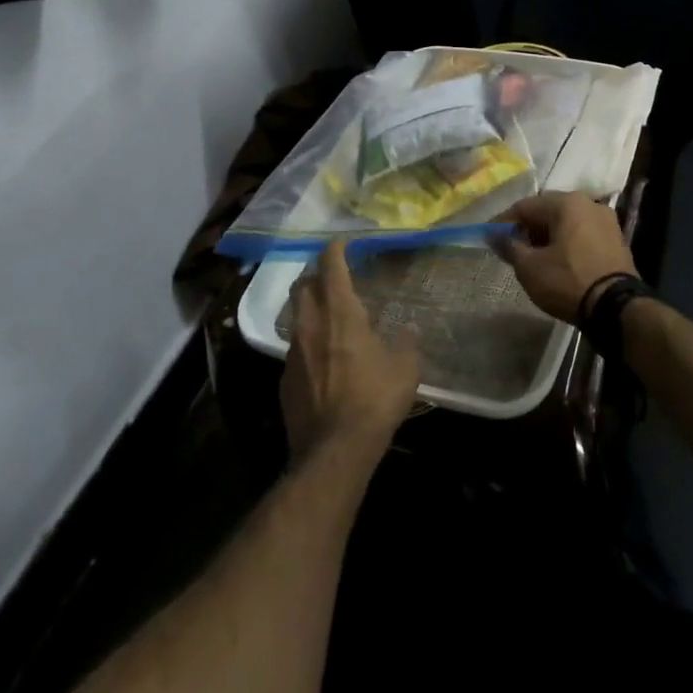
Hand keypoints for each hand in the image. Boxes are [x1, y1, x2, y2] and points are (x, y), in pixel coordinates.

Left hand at [281, 242, 420, 465]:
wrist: (335, 449)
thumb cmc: (375, 398)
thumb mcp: (404, 367)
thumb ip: (406, 342)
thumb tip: (408, 330)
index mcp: (340, 312)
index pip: (330, 266)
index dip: (335, 250)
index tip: (342, 243)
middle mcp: (310, 324)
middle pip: (303, 285)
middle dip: (316, 276)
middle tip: (333, 278)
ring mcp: (292, 352)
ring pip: (296, 317)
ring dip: (311, 310)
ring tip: (330, 318)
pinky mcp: (284, 379)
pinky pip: (294, 349)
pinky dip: (308, 343)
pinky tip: (324, 360)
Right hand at [494, 192, 636, 322]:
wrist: (616, 307)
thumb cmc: (567, 281)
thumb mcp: (530, 267)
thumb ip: (510, 246)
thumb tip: (497, 236)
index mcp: (567, 202)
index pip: (525, 206)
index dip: (503, 222)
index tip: (488, 236)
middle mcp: (589, 203)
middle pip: (548, 211)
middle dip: (527, 228)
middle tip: (510, 246)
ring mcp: (606, 221)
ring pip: (567, 222)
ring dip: (547, 235)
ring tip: (532, 256)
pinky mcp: (616, 240)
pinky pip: (582, 234)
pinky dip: (566, 243)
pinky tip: (557, 260)